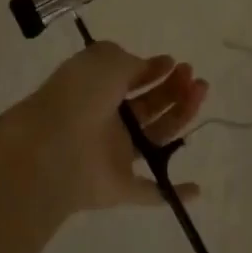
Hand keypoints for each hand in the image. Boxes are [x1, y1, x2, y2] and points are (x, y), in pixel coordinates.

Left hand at [10, 41, 207, 215]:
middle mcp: (106, 121)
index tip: (174, 63)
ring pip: (155, 138)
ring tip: (200, 95)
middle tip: (193, 79)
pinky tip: (197, 188)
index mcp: (97, 90)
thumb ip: (130, 62)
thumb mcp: (105, 59)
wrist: (51, 149)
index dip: (154, 70)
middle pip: (148, 106)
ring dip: (180, 118)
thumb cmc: (80, 97)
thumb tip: (143, 69)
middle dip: (173, 90)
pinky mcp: (119, 188)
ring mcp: (113, 156)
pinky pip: (150, 192)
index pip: (131, 78)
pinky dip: (173, 193)